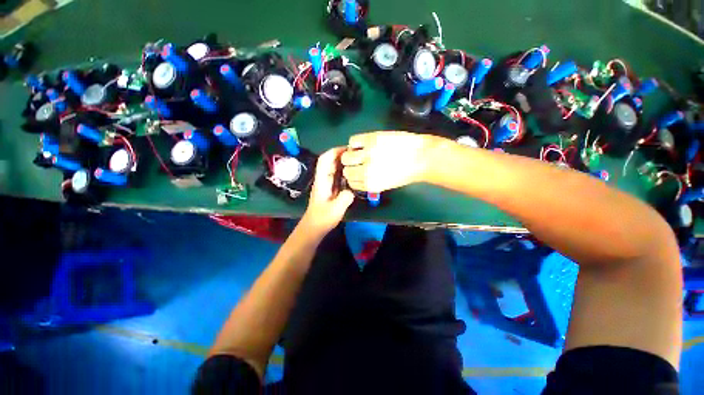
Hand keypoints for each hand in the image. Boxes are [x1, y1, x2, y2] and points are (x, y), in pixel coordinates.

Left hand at [301, 147, 354, 234]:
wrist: (314, 227)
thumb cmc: (322, 218)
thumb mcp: (336, 208)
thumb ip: (346, 197)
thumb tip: (352, 189)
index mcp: (322, 181)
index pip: (324, 160)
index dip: (334, 151)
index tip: (348, 149)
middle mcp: (323, 179)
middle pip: (329, 162)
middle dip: (341, 155)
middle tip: (356, 154)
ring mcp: (326, 184)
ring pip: (333, 168)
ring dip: (342, 162)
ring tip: (356, 161)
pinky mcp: (329, 189)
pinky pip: (336, 176)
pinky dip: (343, 172)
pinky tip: (352, 174)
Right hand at [341, 131, 443, 191]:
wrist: (422, 157)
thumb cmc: (407, 173)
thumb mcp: (386, 185)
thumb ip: (370, 182)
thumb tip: (358, 176)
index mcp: (371, 185)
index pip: (351, 182)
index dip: (354, 177)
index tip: (357, 172)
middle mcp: (366, 171)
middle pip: (346, 170)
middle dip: (351, 167)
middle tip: (358, 162)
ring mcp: (368, 154)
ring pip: (346, 156)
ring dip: (350, 154)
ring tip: (359, 152)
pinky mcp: (371, 139)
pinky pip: (352, 141)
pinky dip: (355, 142)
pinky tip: (363, 143)